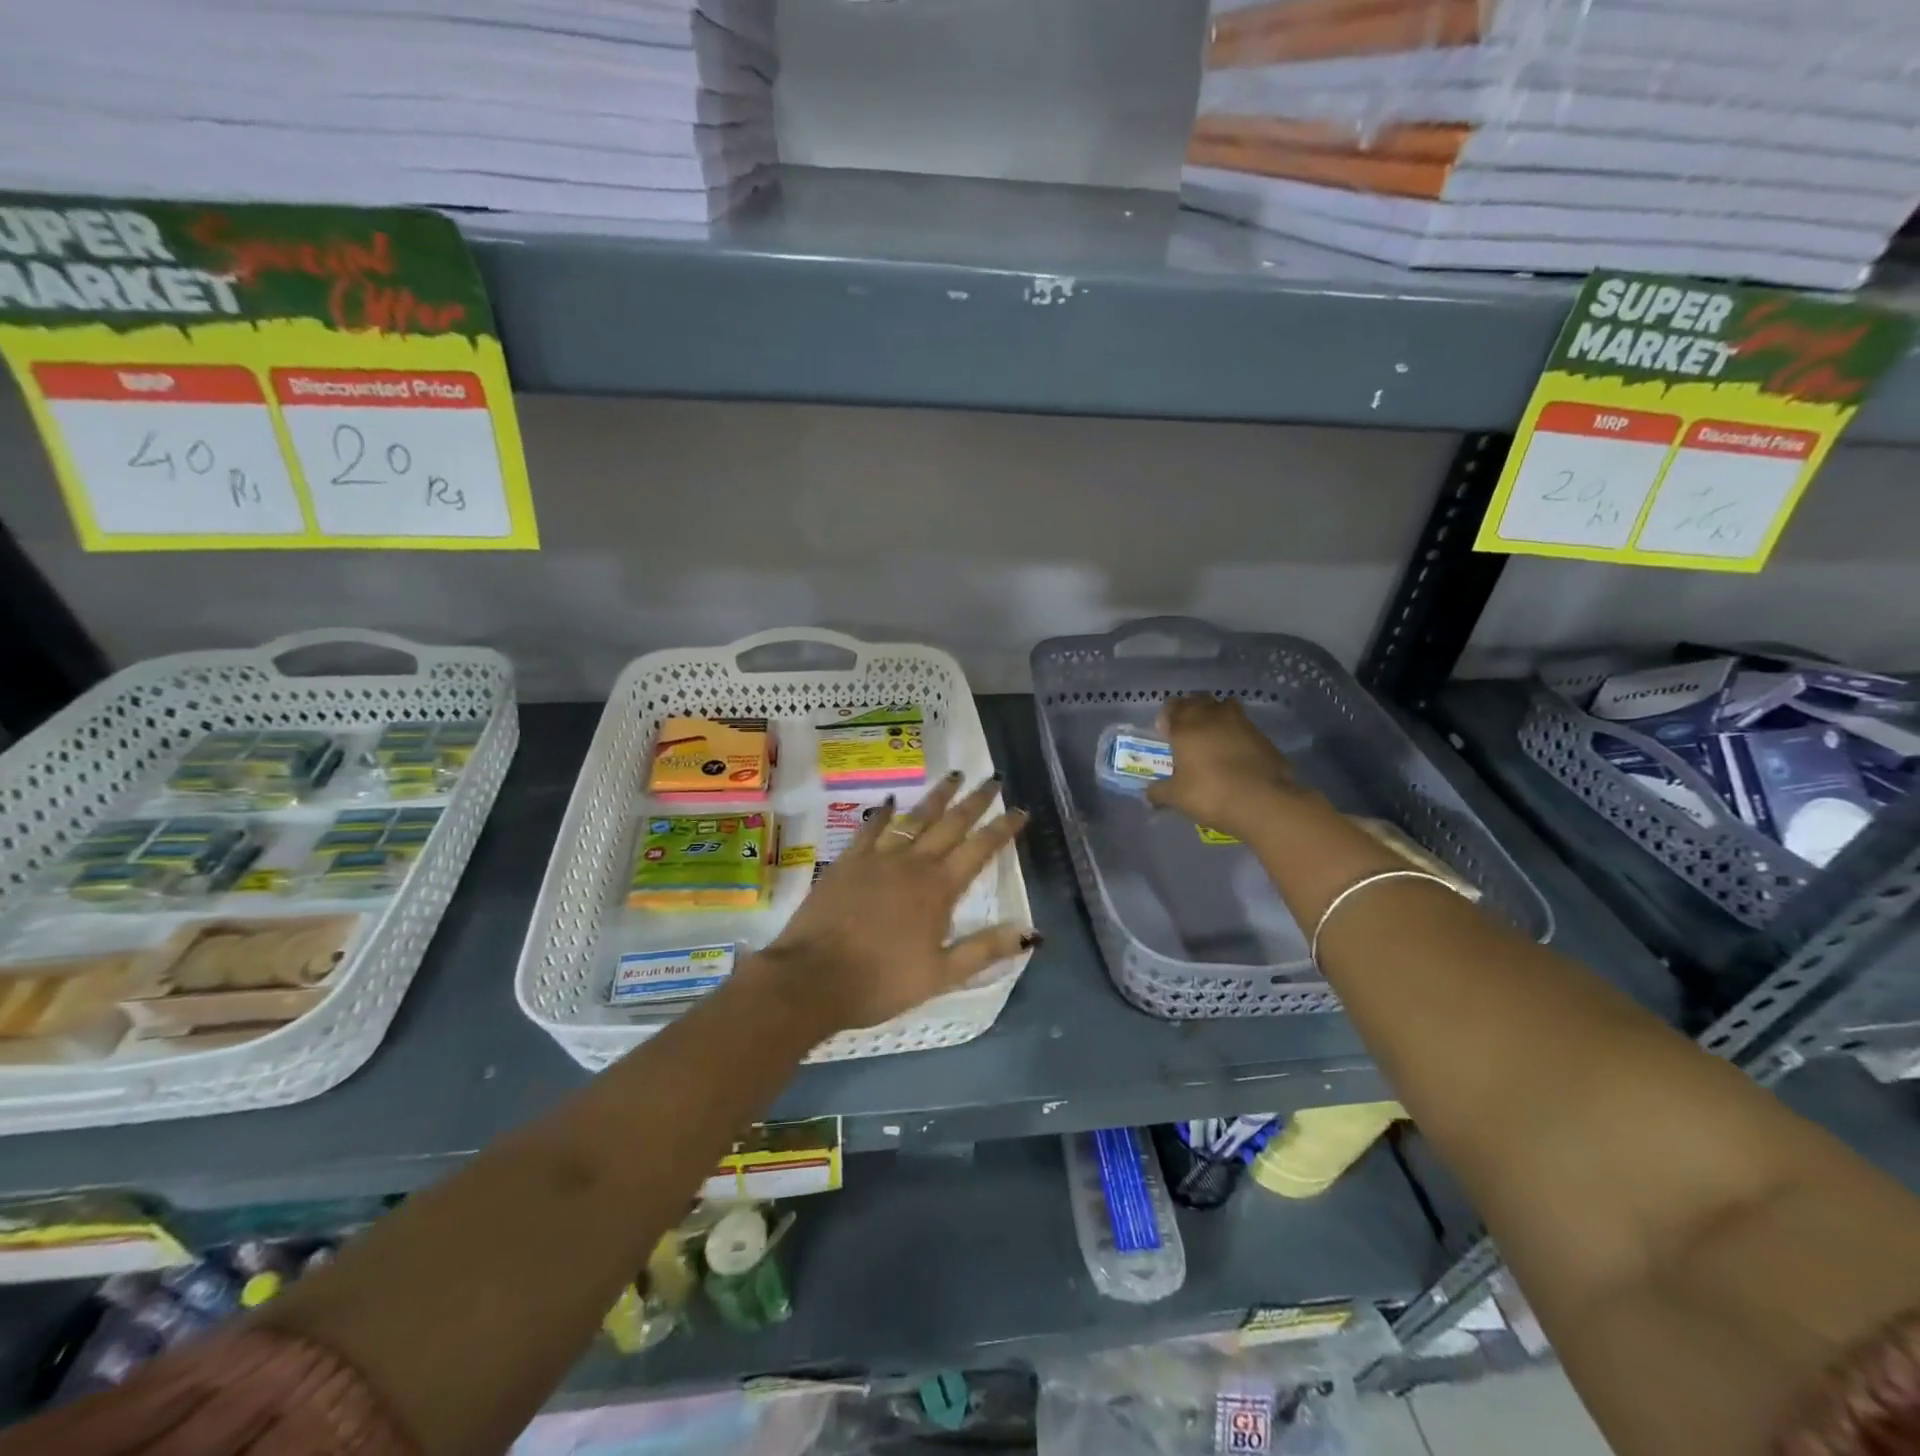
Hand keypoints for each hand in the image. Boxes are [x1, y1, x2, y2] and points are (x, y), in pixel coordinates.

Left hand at [755, 773, 1035, 1031]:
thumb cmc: (882, 981)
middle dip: (975, 801)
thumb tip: (1033, 933)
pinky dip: (882, 814)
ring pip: (914, 818)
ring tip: (954, 776)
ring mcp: (878, 858)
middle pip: (951, 824)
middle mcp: (913, 863)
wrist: (813, 977)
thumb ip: (985, 950)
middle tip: (994, 780)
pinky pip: (869, 829)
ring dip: (937, 796)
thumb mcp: (942, 975)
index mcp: (939, 889)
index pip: (980, 850)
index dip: (1003, 829)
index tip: (1021, 810)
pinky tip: (889, 802)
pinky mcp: (847, 861)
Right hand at [1146, 695, 1312, 838]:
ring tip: (1213, 739)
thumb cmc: (1210, 793)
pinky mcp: (1262, 735)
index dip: (1167, 717)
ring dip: (1216, 717)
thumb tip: (1148, 795)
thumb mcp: (1176, 797)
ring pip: (1224, 707)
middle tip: (1188, 734)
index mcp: (1186, 725)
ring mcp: (1241, 722)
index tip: (1166, 734)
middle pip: (1198, 700)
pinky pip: (1243, 725)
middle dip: (1191, 712)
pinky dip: (1236, 733)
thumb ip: (1159, 792)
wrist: (1262, 801)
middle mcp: (1212, 715)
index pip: (1172, 706)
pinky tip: (1235, 754)